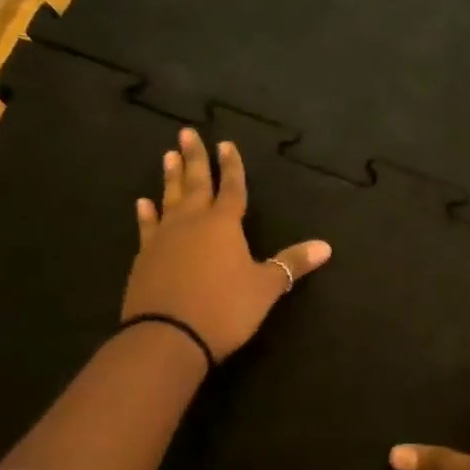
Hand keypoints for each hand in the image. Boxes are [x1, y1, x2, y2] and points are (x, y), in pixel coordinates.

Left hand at [122, 127, 331, 358]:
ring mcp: (164, 238)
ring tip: (167, 156)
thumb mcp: (265, 287)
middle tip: (187, 133)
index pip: (232, 188)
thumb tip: (326, 246)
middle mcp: (192, 222)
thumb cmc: (224, 308)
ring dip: (171, 178)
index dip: (232, 167)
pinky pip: (147, 227)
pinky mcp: (145, 258)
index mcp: (224, 224)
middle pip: (196, 183)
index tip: (226, 143)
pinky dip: (146, 214)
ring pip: (169, 199)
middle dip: (194, 158)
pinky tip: (143, 203)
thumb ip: (292, 263)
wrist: (168, 336)